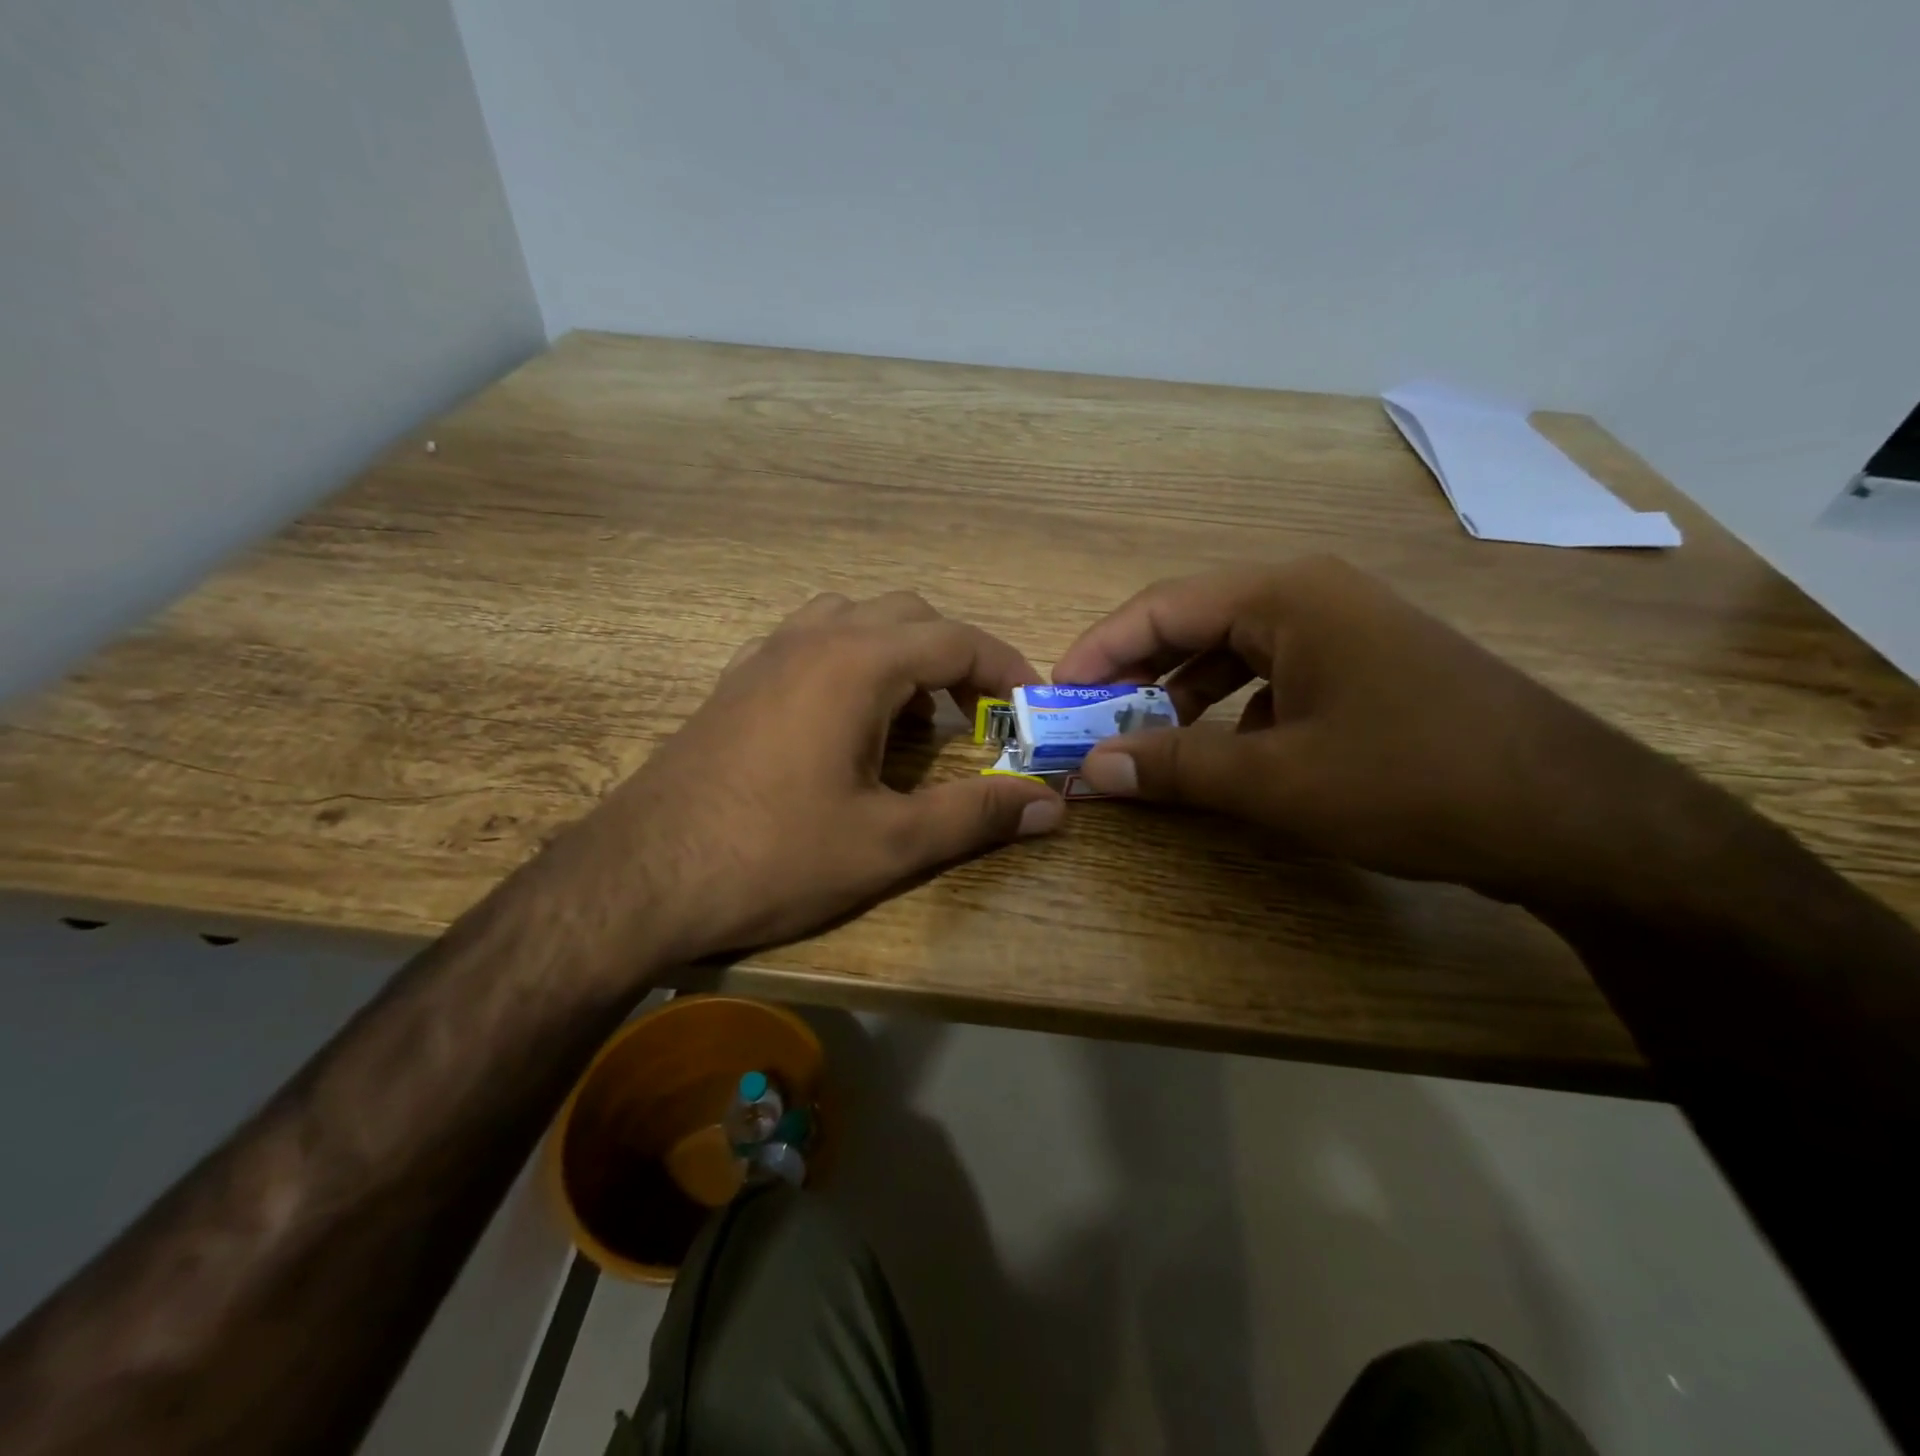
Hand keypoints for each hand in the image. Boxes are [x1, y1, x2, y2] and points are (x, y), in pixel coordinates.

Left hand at [572, 591, 1063, 966]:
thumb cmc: (773, 857)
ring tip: (913, 717)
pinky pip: (809, 642)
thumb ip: (976, 816)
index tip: (1031, 708)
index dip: (1006, 669)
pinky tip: (845, 720)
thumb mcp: (888, 844)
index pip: (957, 639)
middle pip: (910, 616)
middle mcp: (813, 638)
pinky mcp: (735, 681)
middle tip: (977, 716)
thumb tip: (1052, 807)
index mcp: (857, 663)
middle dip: (957, 658)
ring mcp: (765, 654)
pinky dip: (850, 661)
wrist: (639, 878)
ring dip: (900, 654)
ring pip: (855, 620)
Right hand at [1054, 556, 1677, 897]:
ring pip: (1232, 654)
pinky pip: (1272, 679)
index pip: (1160, 609)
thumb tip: (1091, 770)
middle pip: (1193, 625)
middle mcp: (1311, 597)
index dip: (1098, 651)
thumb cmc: (1413, 781)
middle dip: (1134, 675)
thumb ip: (1175, 767)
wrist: (1574, 818)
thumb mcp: (1277, 780)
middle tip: (1088, 722)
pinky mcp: (1365, 670)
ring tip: (1143, 741)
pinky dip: (1231, 712)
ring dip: (1180, 695)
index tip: (1054, 696)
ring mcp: (1344, 632)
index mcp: (1285, 597)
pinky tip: (1223, 754)